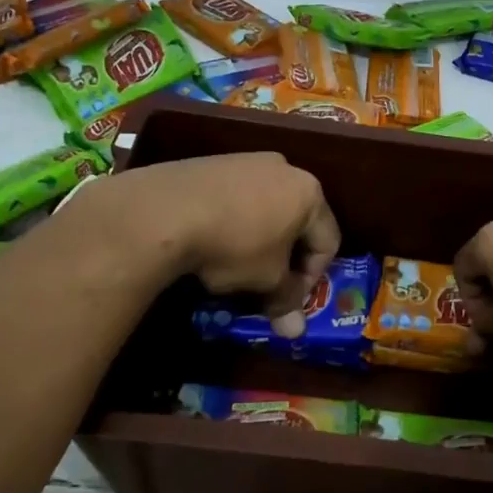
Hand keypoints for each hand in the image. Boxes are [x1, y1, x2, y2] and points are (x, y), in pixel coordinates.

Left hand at [67, 153, 339, 333]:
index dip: (314, 276)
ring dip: (259, 239)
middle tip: (266, 283)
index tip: (289, 298)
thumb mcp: (265, 280)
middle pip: (298, 221)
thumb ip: (286, 300)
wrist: (164, 211)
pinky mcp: (212, 162)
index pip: (328, 240)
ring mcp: (245, 160)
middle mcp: (284, 168)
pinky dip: (232, 221)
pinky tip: (210, 239)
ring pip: (265, 207)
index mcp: (309, 193)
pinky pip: (235, 197)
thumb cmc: (233, 246)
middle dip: (286, 257)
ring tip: (234, 263)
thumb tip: (296, 331)